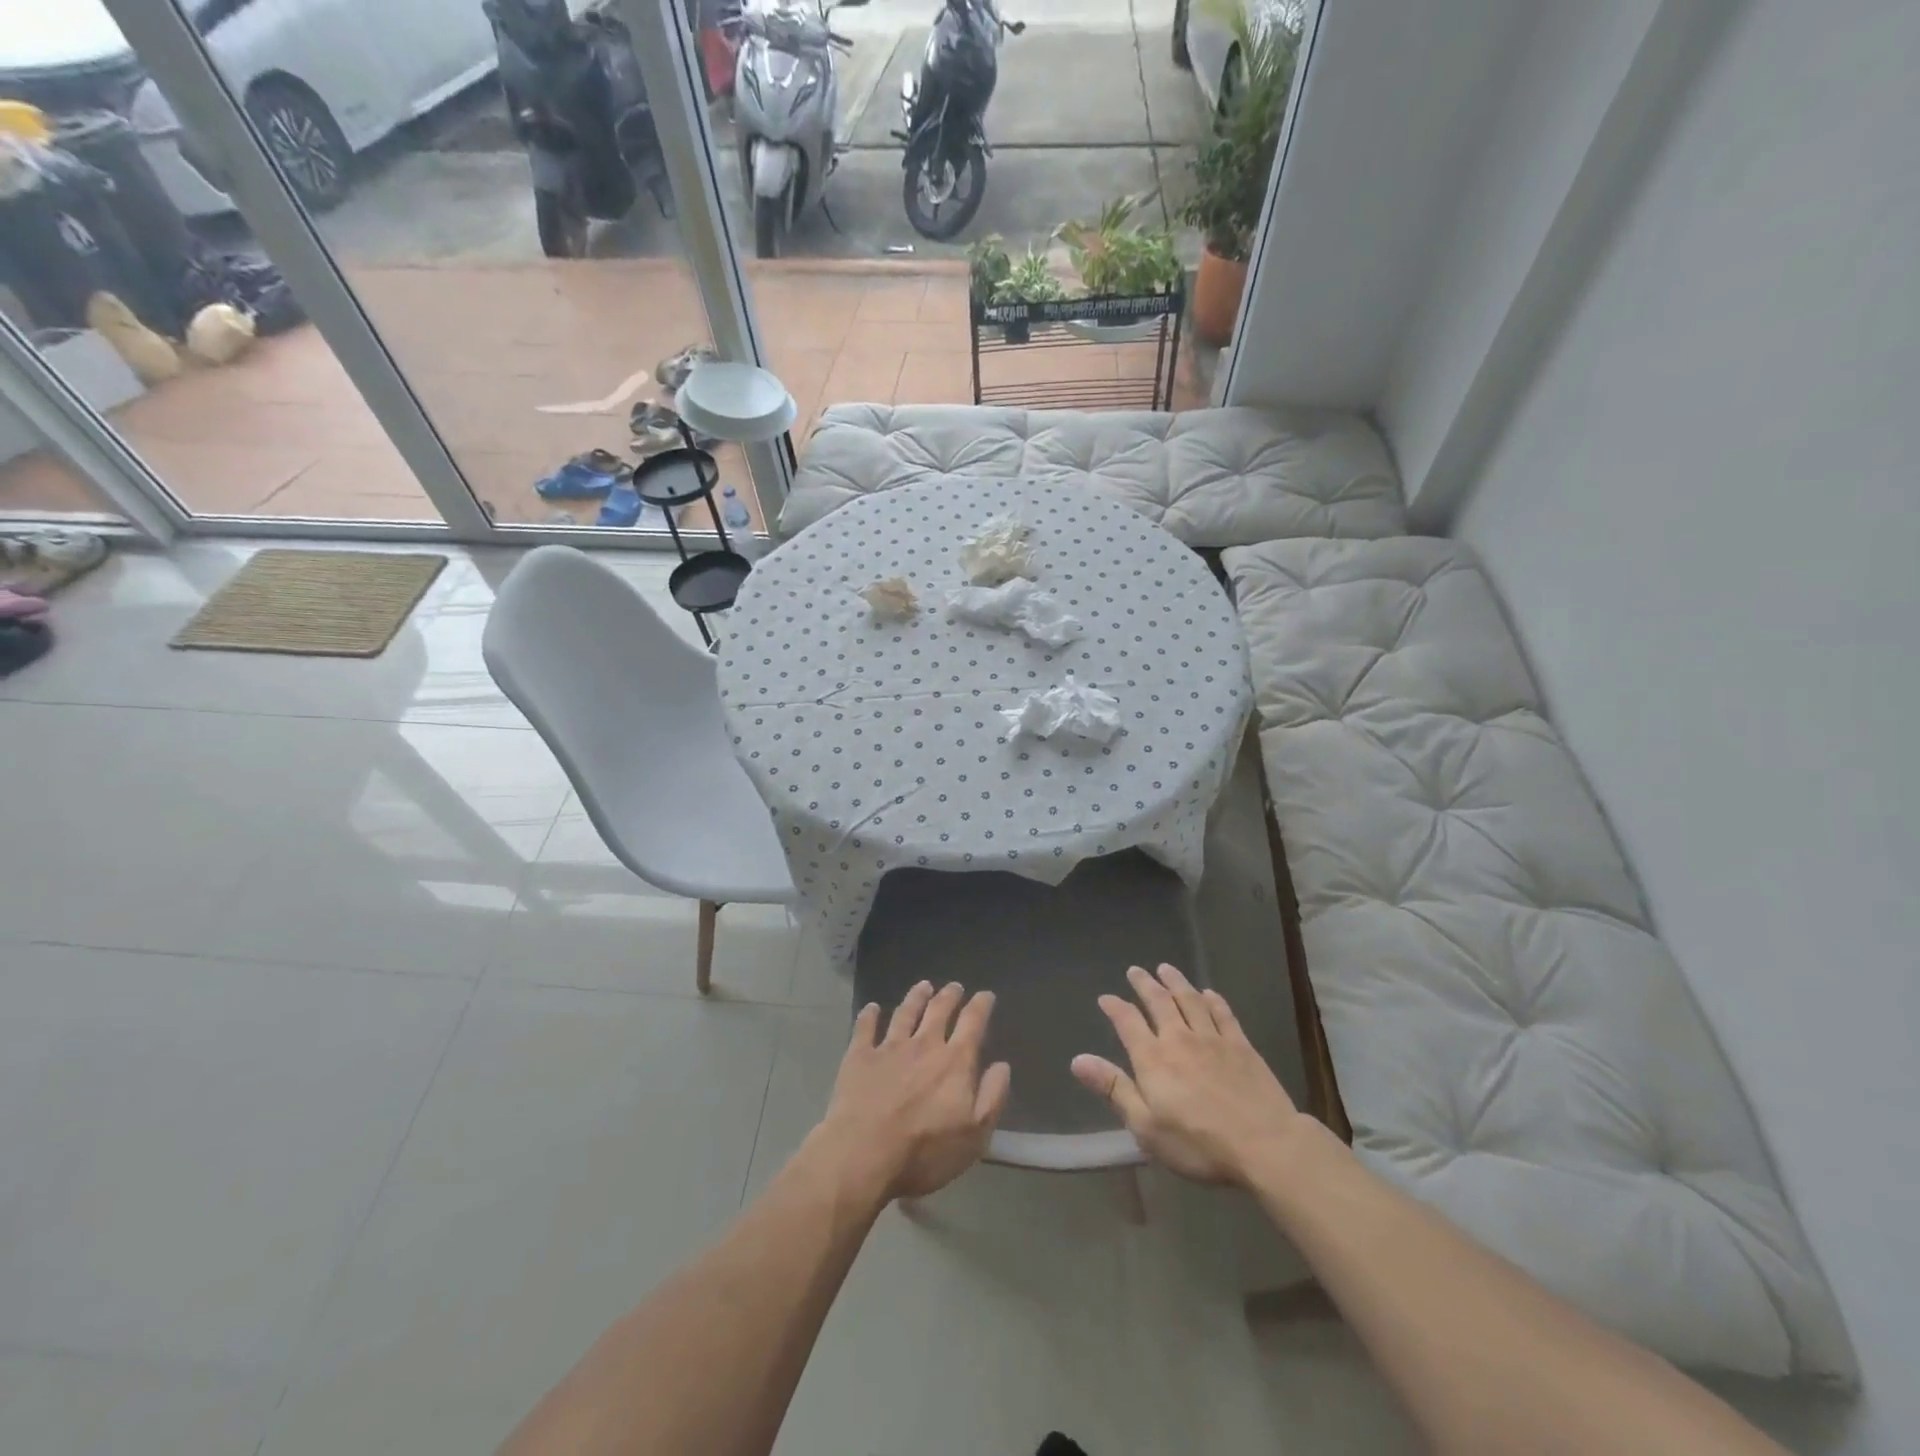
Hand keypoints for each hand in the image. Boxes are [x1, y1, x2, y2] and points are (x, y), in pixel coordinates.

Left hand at [813, 981, 1010, 1203]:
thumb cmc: (925, 1151)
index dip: (981, 1006)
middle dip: (949, 995)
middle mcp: (924, 1044)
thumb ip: (992, 1096)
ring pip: (905, 1012)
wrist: (864, 1154)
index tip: (986, 995)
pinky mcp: (860, 1056)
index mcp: (955, 1062)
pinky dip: (870, 1015)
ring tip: (923, 986)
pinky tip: (872, 1007)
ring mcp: (890, 1047)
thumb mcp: (975, 1135)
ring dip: (916, 997)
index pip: (972, 1023)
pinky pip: (865, 1027)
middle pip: (939, 1010)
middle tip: (954, 986)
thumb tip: (1002, 1065)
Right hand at [1071, 964, 1306, 1187]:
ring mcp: (1213, 1039)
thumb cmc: (1199, 1143)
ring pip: (1190, 1000)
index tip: (1106, 998)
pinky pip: (1223, 1014)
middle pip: (1159, 1002)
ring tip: (1165, 968)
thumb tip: (1078, 1059)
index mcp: (1153, 1058)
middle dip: (1145, 984)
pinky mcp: (1241, 1045)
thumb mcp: (1146, 1126)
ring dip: (1176, 982)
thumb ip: (1114, 1089)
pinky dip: (1213, 1000)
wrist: (1265, 1144)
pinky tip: (1208, 993)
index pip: (1128, 1022)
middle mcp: (1179, 1038)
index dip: (1115, 1007)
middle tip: (1135, 970)